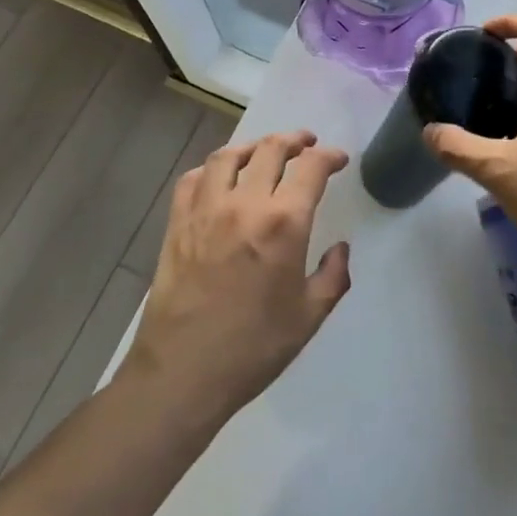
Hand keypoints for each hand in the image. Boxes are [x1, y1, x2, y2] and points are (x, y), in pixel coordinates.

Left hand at [126, 130, 351, 421]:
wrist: (182, 375)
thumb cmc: (253, 349)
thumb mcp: (309, 317)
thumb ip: (333, 276)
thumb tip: (339, 249)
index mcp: (283, 224)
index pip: (311, 168)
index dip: (329, 156)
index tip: (338, 159)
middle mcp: (244, 204)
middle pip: (270, 150)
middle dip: (294, 141)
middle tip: (306, 144)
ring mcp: (205, 210)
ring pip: (228, 156)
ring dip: (253, 146)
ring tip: (264, 151)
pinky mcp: (176, 224)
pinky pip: (193, 179)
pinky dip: (210, 169)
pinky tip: (220, 179)